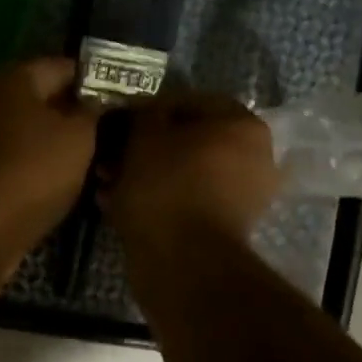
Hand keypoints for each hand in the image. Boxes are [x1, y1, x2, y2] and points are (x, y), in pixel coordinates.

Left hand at [0, 58, 99, 264]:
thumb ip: (93, 110)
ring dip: (58, 144)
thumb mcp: (79, 136)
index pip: (64, 66)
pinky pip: (15, 157)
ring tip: (95, 162)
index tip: (124, 99)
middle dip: (76, 114)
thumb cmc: (33, 170)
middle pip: (43, 98)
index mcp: (13, 77)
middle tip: (113, 133)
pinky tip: (63, 182)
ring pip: (29, 131)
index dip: (97, 80)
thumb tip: (97, 99)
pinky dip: (37, 165)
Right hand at [99, 91, 279, 251]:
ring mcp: (242, 195)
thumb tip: (143, 113)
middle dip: (145, 146)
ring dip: (145, 173)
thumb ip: (144, 113)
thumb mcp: (145, 135)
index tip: (119, 122)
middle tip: (111, 156)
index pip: (189, 101)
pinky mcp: (224, 226)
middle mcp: (253, 156)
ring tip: (108, 182)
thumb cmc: (166, 184)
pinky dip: (156, 199)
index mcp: (243, 125)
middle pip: (188, 140)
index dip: (149, 109)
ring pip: (183, 171)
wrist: (184, 259)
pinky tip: (120, 204)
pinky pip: (185, 200)